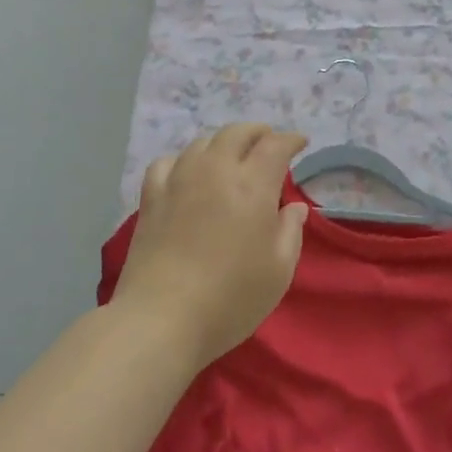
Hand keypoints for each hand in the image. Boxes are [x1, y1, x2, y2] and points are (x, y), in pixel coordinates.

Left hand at [113, 124, 309, 369]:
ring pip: (203, 142)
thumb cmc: (230, 298)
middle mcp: (216, 170)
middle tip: (267, 143)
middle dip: (257, 133)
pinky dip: (184, 160)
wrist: (162, 318)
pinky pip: (168, 162)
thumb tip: (295, 207)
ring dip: (222, 143)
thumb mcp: (278, 271)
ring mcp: (179, 179)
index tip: (300, 142)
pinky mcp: (152, 196)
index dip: (290, 139)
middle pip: (237, 133)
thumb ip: (291, 232)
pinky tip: (186, 173)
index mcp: (252, 184)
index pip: (275, 145)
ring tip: (230, 157)